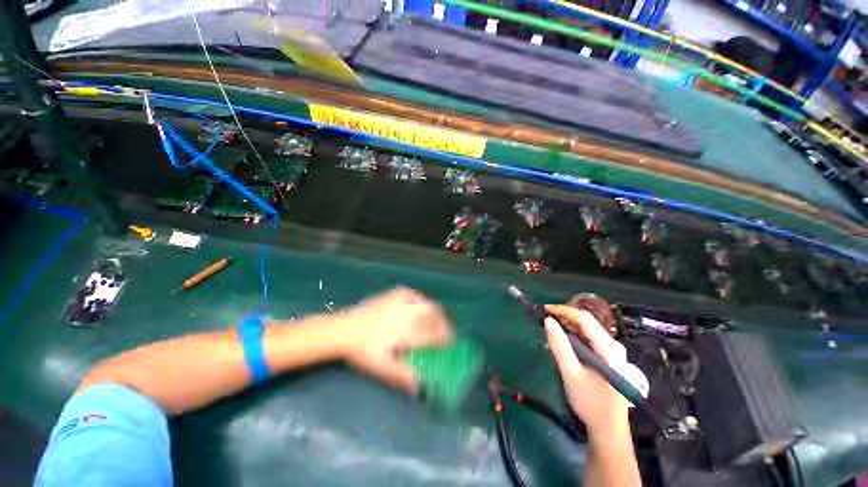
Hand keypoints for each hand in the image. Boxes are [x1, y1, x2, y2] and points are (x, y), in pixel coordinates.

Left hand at [337, 288, 452, 393]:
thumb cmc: (362, 350)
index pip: (433, 335)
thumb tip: (421, 388)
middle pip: (435, 315)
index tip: (450, 343)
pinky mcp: (396, 293)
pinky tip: (420, 308)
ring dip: (436, 313)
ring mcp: (401, 301)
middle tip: (445, 331)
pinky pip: (417, 296)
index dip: (445, 339)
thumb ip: (402, 376)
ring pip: (428, 304)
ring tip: (436, 321)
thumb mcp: (381, 367)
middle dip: (444, 323)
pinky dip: (423, 302)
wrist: (345, 328)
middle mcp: (407, 314)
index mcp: (405, 333)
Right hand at [544, 304, 629, 433]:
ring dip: (567, 331)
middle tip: (544, 325)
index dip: (563, 310)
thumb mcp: (571, 374)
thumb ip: (559, 345)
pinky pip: (589, 340)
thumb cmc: (591, 403)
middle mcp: (614, 346)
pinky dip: (574, 340)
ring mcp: (613, 351)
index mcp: (609, 349)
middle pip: (586, 323)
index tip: (544, 310)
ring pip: (586, 331)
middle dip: (563, 321)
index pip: (585, 319)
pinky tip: (563, 349)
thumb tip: (547, 321)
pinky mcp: (609, 357)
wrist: (609, 429)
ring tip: (550, 339)